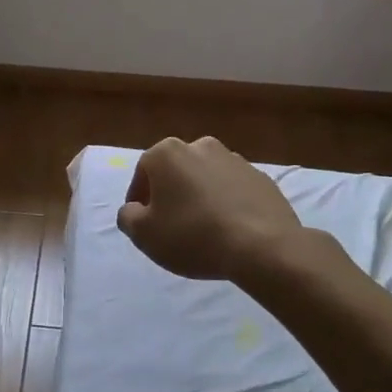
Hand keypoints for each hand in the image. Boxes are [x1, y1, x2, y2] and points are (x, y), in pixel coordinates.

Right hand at [117, 136, 303, 281]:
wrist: (262, 246)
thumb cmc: (192, 235)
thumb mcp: (144, 234)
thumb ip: (128, 217)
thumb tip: (133, 210)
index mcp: (167, 153)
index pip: (142, 172)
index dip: (139, 199)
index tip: (143, 223)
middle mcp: (200, 146)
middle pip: (176, 171)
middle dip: (171, 194)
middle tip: (172, 225)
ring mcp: (235, 159)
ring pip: (206, 178)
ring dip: (200, 197)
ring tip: (203, 230)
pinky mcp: (262, 178)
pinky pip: (234, 190)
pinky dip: (227, 204)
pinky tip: (230, 230)